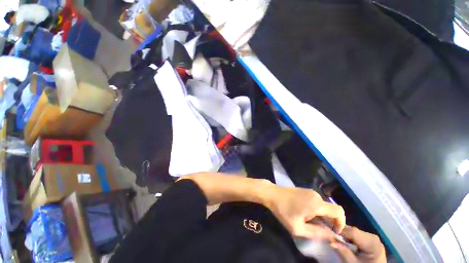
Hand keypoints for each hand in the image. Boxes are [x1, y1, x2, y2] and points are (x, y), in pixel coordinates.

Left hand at [266, 186, 345, 239]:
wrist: (272, 193)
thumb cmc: (283, 211)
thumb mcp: (298, 228)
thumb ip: (317, 233)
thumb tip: (331, 236)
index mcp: (316, 204)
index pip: (339, 211)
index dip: (341, 223)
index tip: (334, 231)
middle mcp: (316, 196)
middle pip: (331, 210)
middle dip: (329, 222)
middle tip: (318, 230)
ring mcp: (310, 191)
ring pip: (323, 207)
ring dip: (321, 216)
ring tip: (308, 222)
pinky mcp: (305, 190)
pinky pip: (316, 202)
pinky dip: (316, 210)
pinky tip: (304, 213)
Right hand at [332, 226, 385, 262]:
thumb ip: (344, 252)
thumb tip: (330, 241)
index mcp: (372, 243)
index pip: (353, 232)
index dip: (340, 231)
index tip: (330, 235)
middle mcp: (373, 237)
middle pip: (353, 230)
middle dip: (342, 233)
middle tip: (333, 239)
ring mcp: (373, 238)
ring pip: (354, 231)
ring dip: (345, 235)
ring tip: (339, 242)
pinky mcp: (371, 240)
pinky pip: (357, 235)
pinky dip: (350, 237)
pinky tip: (347, 243)